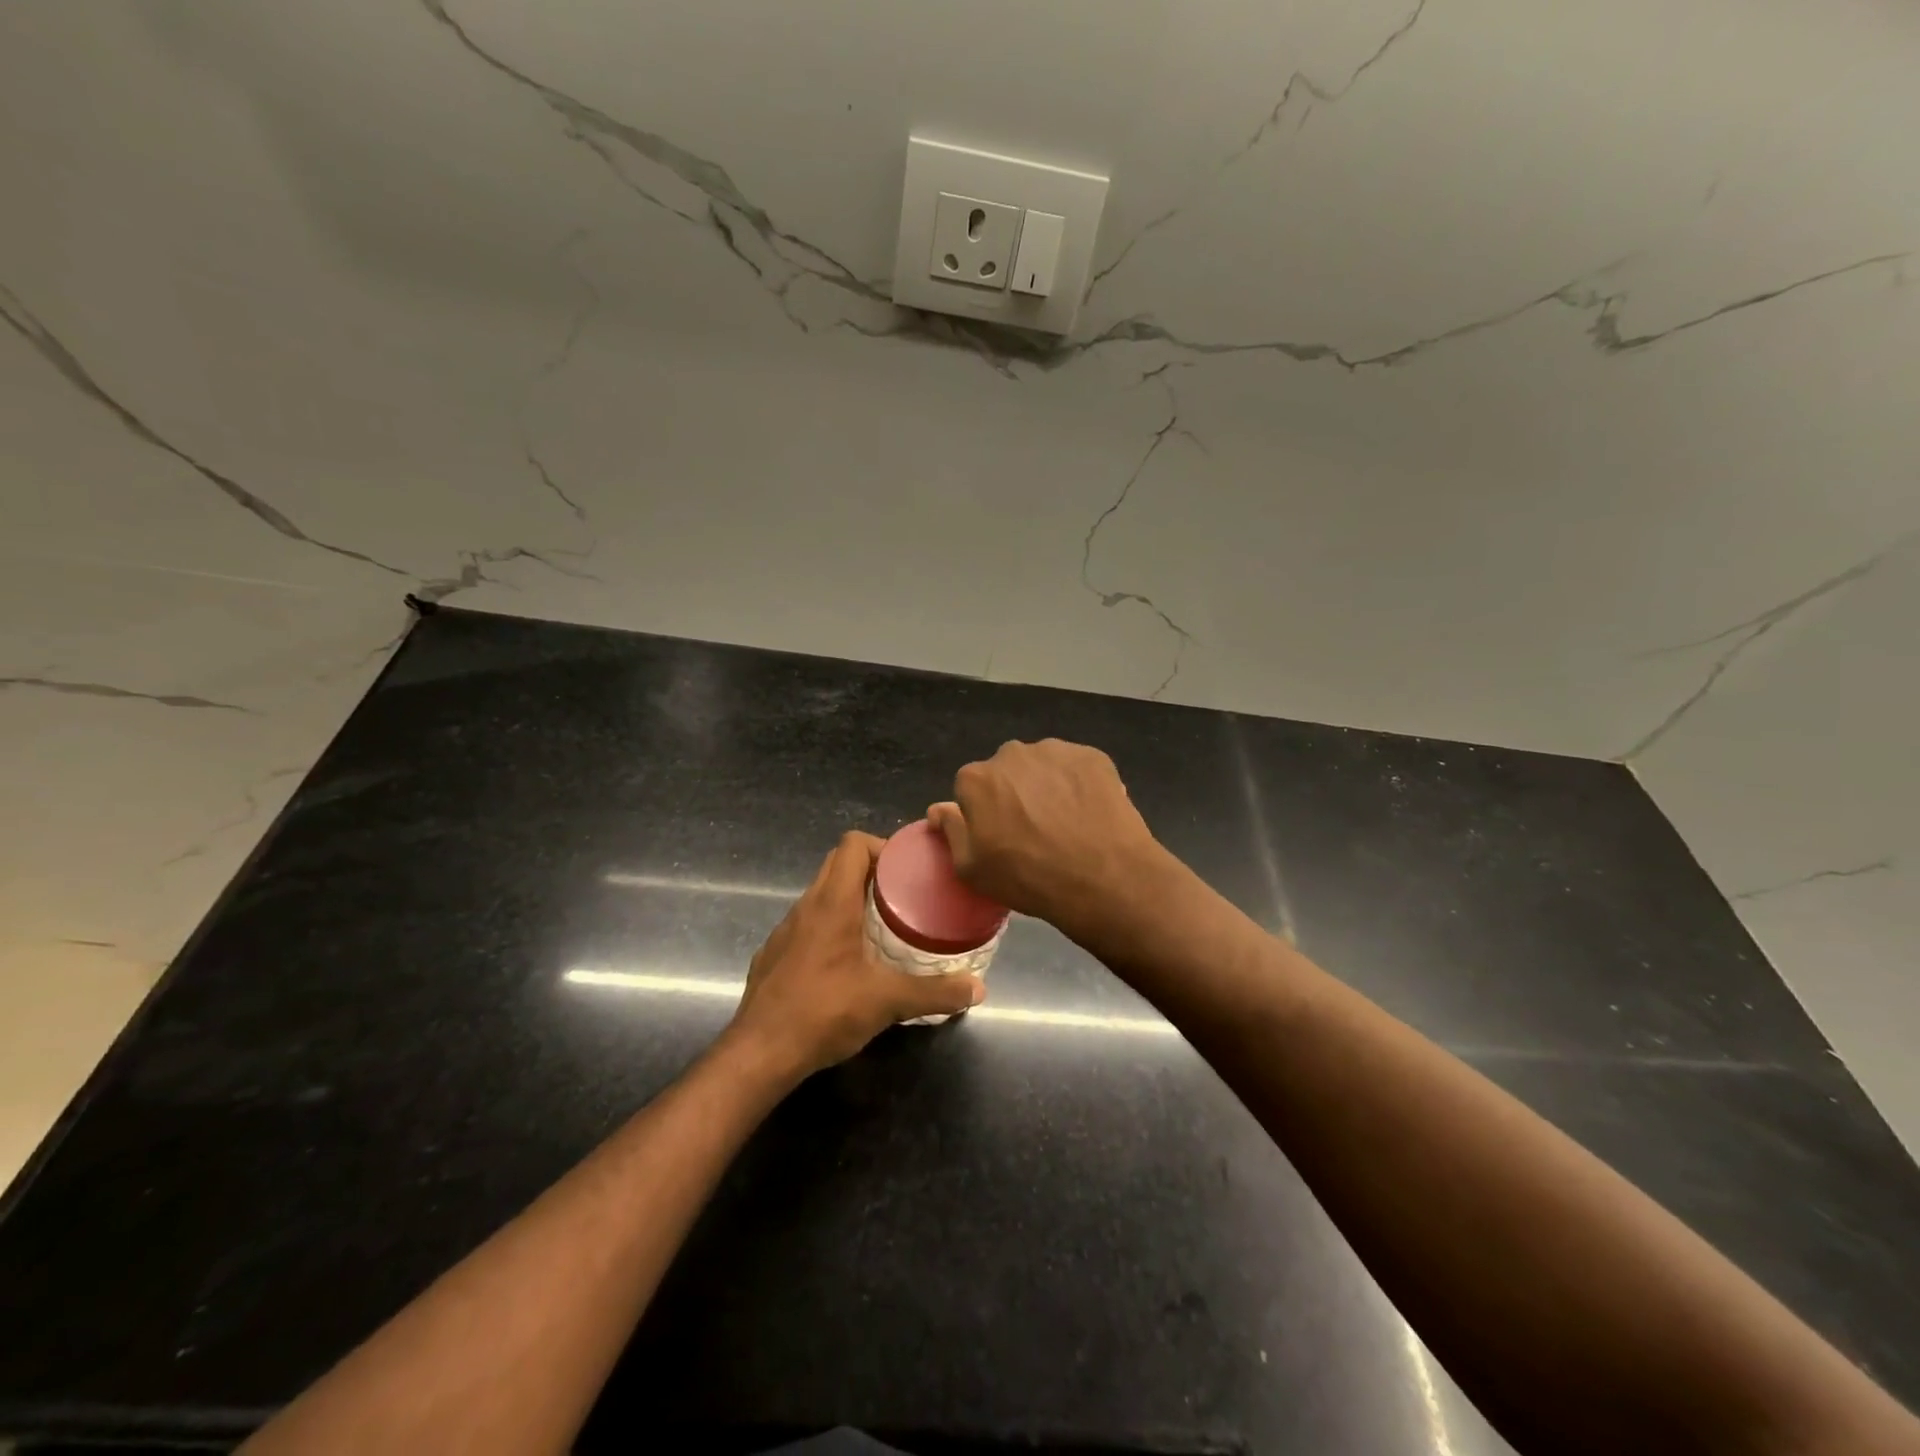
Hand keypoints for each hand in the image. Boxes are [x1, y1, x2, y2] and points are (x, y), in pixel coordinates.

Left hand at [728, 831, 985, 1077]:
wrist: (759, 1053)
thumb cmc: (824, 1012)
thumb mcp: (888, 1001)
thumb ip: (935, 992)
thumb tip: (978, 988)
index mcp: (832, 902)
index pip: (853, 844)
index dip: (882, 846)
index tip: (907, 869)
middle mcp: (805, 906)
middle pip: (837, 864)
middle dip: (871, 870)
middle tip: (903, 896)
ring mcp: (785, 931)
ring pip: (820, 895)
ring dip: (850, 899)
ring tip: (882, 926)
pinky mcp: (773, 955)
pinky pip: (807, 925)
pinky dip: (830, 927)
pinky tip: (847, 962)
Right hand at [928, 739, 1168, 939]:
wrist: (1104, 878)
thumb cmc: (1028, 878)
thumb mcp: (972, 869)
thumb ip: (951, 831)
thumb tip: (938, 809)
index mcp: (977, 778)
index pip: (970, 789)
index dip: (984, 814)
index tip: (1000, 838)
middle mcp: (1012, 753)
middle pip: (1006, 773)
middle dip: (1014, 794)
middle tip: (1034, 830)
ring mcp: (1056, 750)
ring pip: (1042, 767)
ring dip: (1047, 786)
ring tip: (1066, 823)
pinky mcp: (1093, 756)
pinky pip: (1076, 768)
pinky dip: (1078, 785)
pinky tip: (1089, 814)